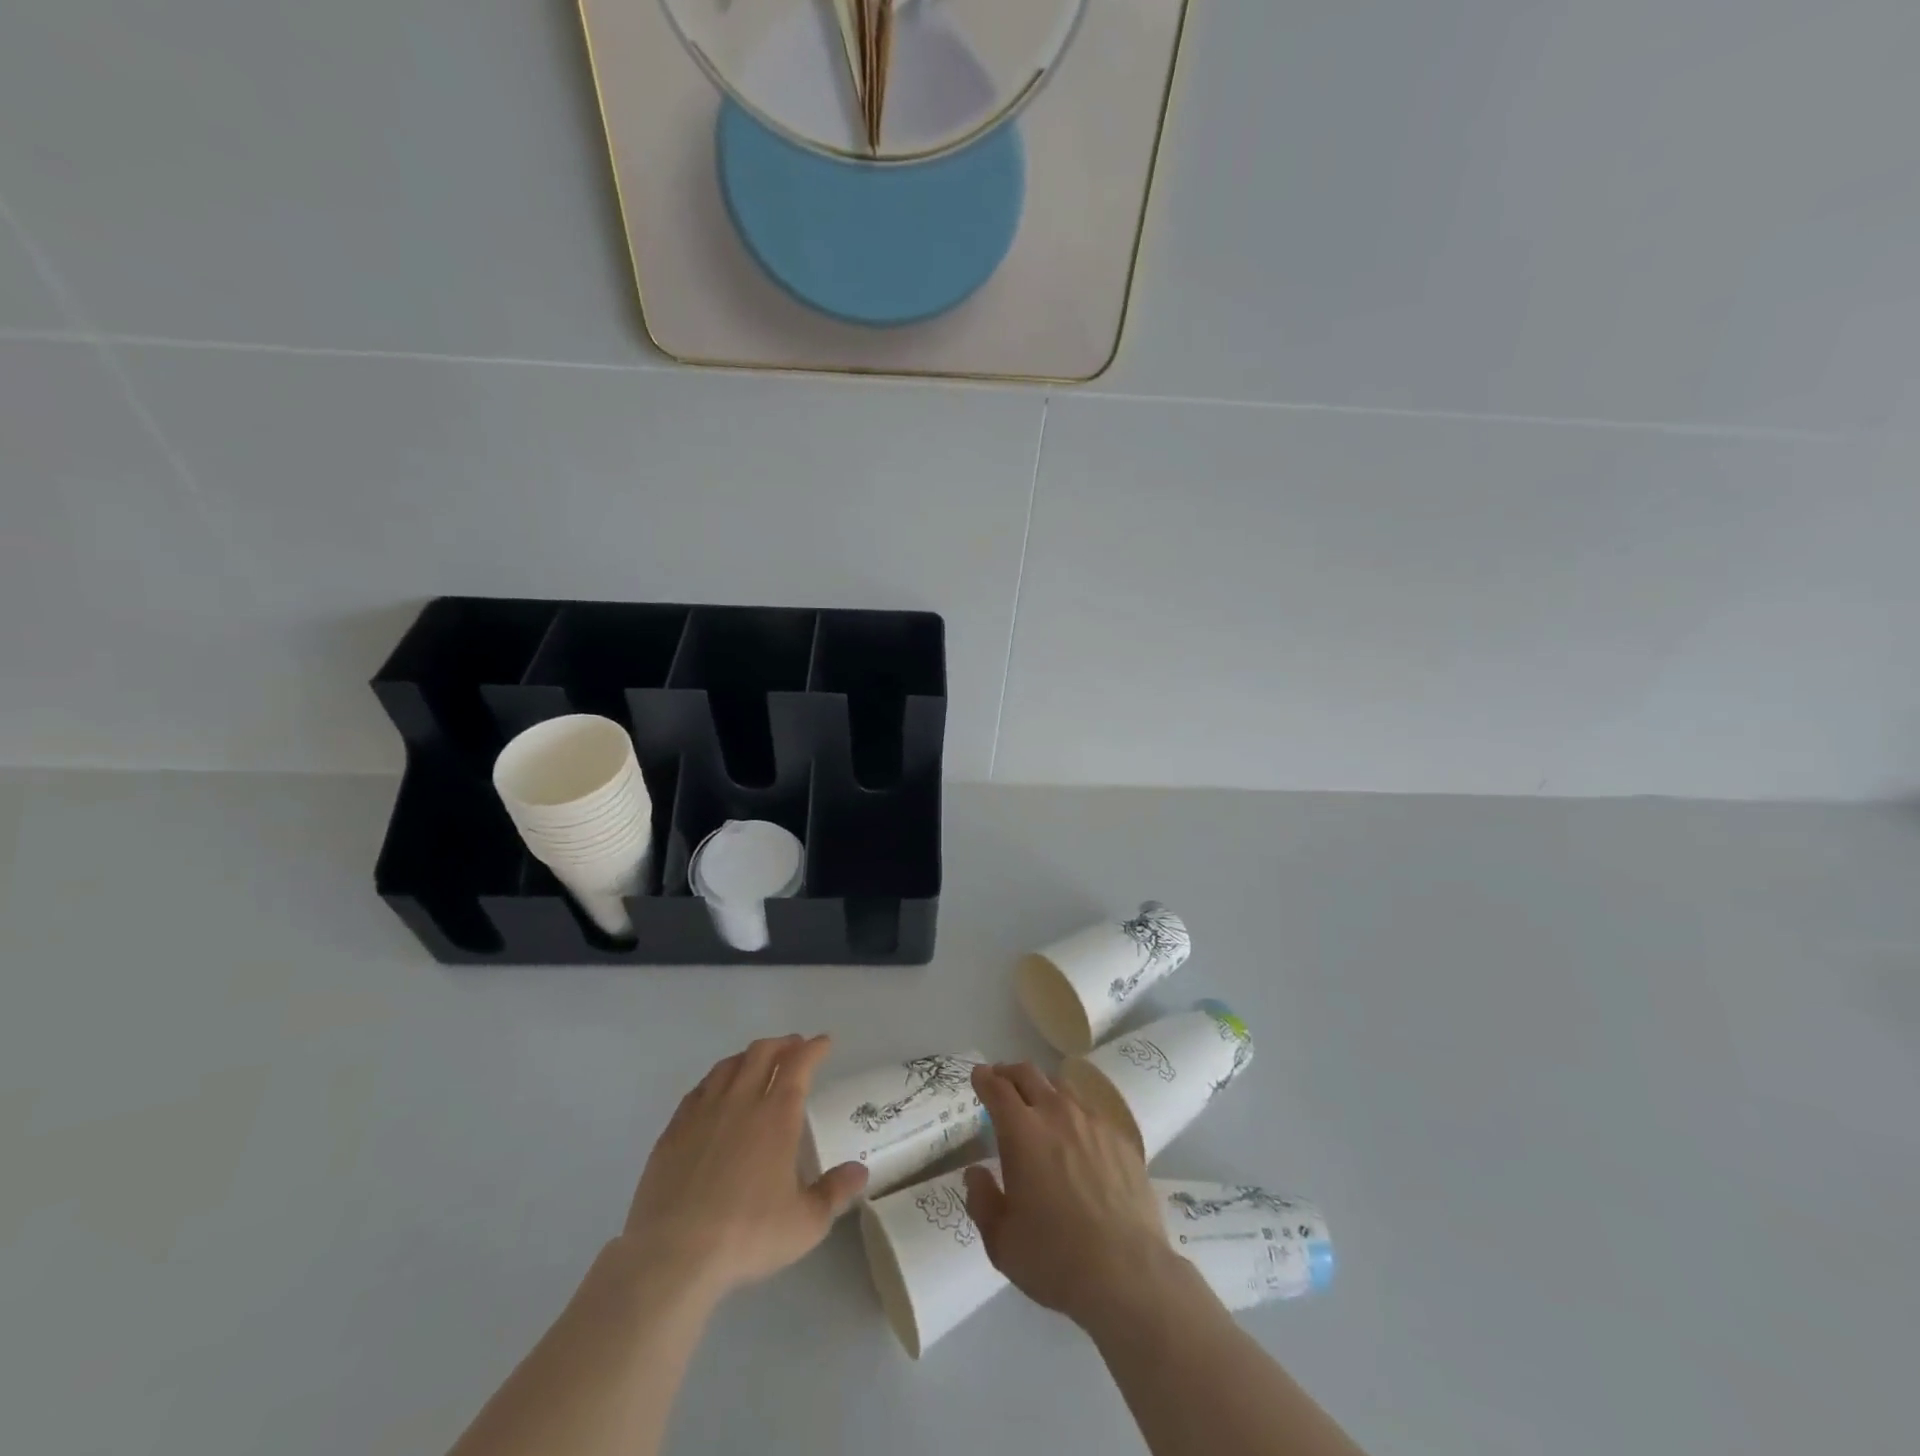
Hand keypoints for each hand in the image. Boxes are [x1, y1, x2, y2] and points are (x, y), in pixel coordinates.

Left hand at [619, 1035, 867, 1299]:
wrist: (673, 1255)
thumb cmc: (747, 1235)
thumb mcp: (805, 1224)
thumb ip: (835, 1192)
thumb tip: (860, 1171)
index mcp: (776, 1115)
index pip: (799, 1064)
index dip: (814, 1048)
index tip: (824, 1042)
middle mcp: (741, 1101)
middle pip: (762, 1053)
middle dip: (782, 1044)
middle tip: (794, 1047)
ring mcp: (703, 1113)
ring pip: (728, 1066)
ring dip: (748, 1056)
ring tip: (757, 1062)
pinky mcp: (673, 1130)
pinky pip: (699, 1089)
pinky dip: (715, 1080)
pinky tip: (715, 1092)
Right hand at [964, 1062, 1178, 1330]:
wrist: (1127, 1273)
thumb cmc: (1055, 1258)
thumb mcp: (1001, 1242)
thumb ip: (982, 1200)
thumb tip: (975, 1173)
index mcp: (1022, 1132)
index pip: (997, 1089)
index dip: (984, 1078)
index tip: (978, 1075)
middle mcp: (1057, 1114)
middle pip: (1029, 1074)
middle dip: (1010, 1072)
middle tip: (1001, 1080)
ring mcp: (1093, 1122)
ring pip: (1062, 1088)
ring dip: (1043, 1089)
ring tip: (1039, 1105)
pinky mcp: (1121, 1138)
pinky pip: (1091, 1112)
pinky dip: (1074, 1113)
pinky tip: (1077, 1136)